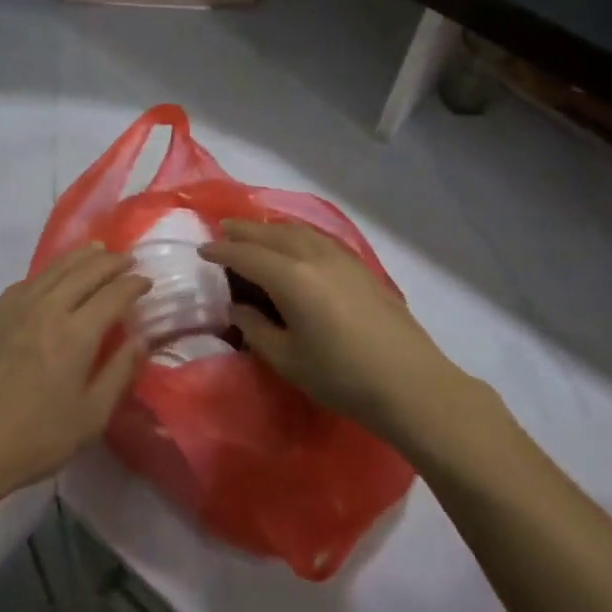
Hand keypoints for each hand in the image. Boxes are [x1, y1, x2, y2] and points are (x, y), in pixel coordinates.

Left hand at [0, 246, 149, 505]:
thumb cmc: (35, 439)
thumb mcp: (91, 417)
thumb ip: (119, 373)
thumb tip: (140, 340)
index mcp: (76, 333)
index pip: (113, 294)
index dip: (133, 284)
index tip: (147, 281)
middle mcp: (47, 309)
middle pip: (84, 272)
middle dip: (111, 262)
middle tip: (127, 259)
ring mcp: (15, 308)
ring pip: (54, 269)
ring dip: (81, 257)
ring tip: (97, 251)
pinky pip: (28, 281)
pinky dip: (49, 272)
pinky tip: (52, 277)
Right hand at [201, 219, 454, 433]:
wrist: (410, 382)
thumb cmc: (341, 376)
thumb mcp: (287, 359)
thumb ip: (255, 327)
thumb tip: (236, 306)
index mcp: (290, 277)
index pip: (246, 255)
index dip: (221, 251)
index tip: (201, 250)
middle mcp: (313, 256)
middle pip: (270, 234)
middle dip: (243, 231)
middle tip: (222, 232)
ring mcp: (341, 257)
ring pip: (296, 231)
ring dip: (270, 229)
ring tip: (254, 234)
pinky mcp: (360, 266)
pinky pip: (317, 238)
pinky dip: (296, 235)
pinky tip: (295, 245)